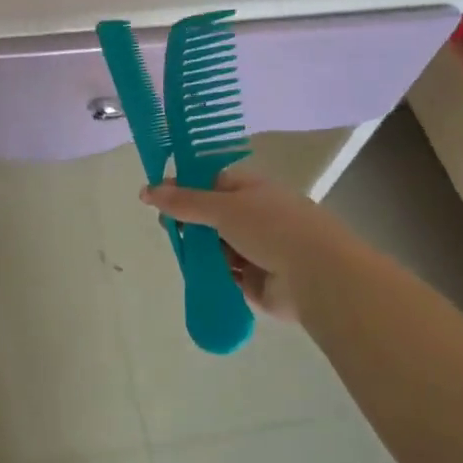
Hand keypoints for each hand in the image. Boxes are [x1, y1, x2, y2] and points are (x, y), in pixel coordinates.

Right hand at [141, 167, 346, 322]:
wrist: (317, 277)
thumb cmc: (272, 228)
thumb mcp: (223, 207)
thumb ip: (184, 202)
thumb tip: (146, 190)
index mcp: (252, 188)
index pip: (210, 181)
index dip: (183, 187)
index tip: (155, 197)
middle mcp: (254, 215)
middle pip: (210, 216)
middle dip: (189, 223)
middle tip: (169, 230)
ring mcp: (256, 249)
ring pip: (215, 246)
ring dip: (199, 250)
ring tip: (182, 255)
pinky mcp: (255, 281)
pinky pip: (224, 273)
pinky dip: (210, 274)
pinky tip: (195, 276)